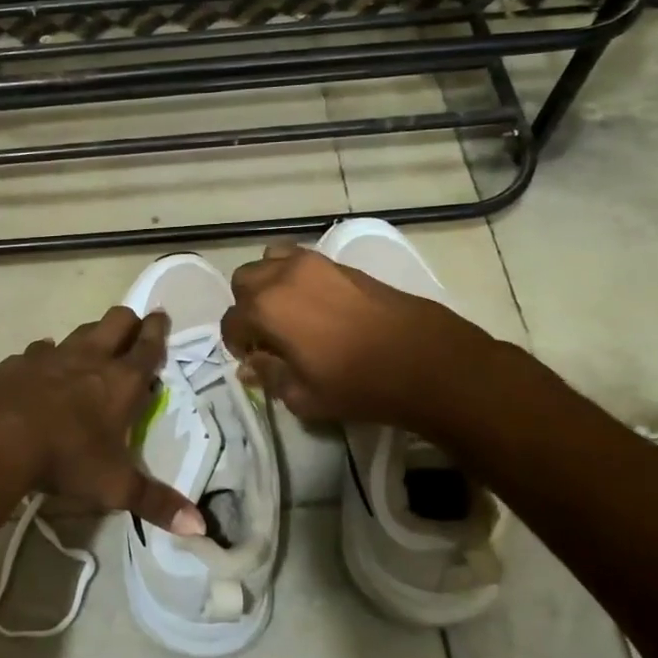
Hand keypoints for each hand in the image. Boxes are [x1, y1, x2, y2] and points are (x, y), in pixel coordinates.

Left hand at [0, 308, 201, 534]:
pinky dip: (44, 357)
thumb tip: (201, 527)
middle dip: (129, 322)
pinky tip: (40, 369)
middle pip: (117, 321)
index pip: (149, 346)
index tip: (162, 316)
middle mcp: (90, 358)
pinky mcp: (18, 363)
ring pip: (79, 331)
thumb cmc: (67, 458)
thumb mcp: (116, 487)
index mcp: (122, 381)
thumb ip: (157, 503)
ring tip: (91, 349)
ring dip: (89, 336)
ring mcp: (51, 356)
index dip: (158, 330)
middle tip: (133, 332)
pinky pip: (37, 351)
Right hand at [221, 243, 488, 426]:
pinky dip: (296, 277)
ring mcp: (315, 264)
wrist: (425, 360)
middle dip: (247, 306)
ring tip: (289, 312)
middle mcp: (283, 276)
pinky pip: (302, 260)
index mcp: (266, 308)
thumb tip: (251, 365)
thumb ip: (269, 376)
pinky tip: (316, 306)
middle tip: (267, 334)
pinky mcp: (342, 264)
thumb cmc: (358, 384)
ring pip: (271, 260)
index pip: (231, 321)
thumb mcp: (303, 396)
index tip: (253, 360)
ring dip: (269, 283)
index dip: (237, 344)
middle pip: (245, 280)